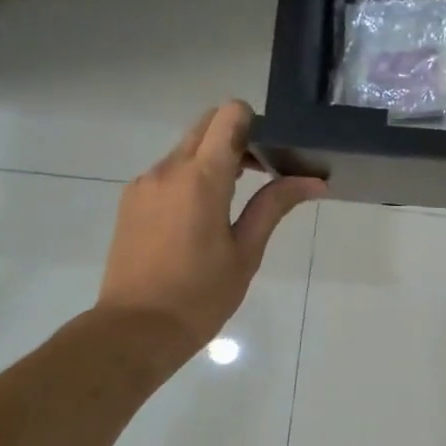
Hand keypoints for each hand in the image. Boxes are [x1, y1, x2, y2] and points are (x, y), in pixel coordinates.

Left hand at [96, 101, 323, 355]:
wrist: (136, 329)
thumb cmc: (200, 295)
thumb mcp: (246, 251)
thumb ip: (275, 205)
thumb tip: (314, 181)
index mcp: (200, 178)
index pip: (228, 116)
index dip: (254, 123)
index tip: (272, 153)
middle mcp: (167, 169)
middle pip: (206, 125)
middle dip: (237, 138)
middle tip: (262, 174)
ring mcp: (144, 184)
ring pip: (186, 149)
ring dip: (214, 159)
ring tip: (236, 201)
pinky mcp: (131, 201)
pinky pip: (168, 172)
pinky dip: (192, 178)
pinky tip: (203, 219)